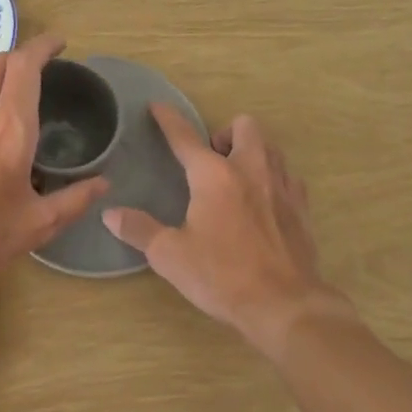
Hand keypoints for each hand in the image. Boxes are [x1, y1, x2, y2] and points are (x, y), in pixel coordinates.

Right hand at [104, 105, 344, 352]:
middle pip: (244, 126)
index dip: (169, 119)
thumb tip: (110, 214)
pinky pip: (288, 177)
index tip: (158, 106)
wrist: (285, 306)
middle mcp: (250, 169)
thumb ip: (139, 229)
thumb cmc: (223, 276)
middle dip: (225, 133)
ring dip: (252, 152)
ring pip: (270, 147)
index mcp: (214, 176)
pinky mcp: (301, 208)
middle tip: (211, 160)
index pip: (185, 136)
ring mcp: (281, 186)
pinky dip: (273, 179)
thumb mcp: (171, 256)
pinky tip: (263, 202)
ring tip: (236, 177)